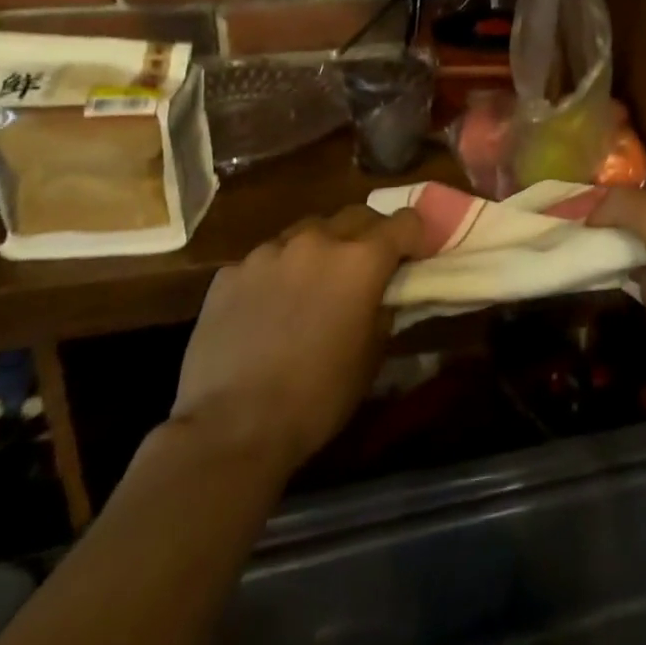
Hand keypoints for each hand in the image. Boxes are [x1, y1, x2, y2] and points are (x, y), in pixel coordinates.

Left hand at [170, 205, 426, 469]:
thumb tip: (385, 291)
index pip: (406, 221)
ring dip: (320, 249)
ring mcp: (269, 252)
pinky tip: (268, 308)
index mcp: (361, 260)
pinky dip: (278, 273)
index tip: (413, 258)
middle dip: (370, 235)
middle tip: (366, 268)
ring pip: (307, 231)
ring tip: (312, 285)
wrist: (231, 428)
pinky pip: (266, 259)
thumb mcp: (372, 354)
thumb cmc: (318, 396)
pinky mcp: (230, 272)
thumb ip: (384, 307)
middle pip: (357, 215)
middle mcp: (317, 241)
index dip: (415, 237)